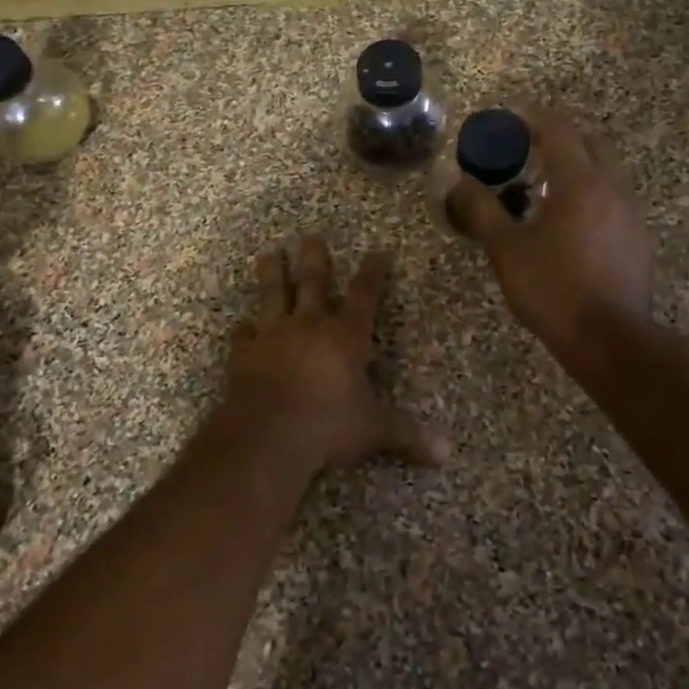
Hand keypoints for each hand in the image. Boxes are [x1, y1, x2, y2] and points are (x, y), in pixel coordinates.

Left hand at [210, 235, 450, 474]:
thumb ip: (408, 436)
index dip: (373, 272)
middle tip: (311, 235)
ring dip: (272, 273)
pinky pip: (242, 335)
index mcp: (345, 335)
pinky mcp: (244, 353)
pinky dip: (243, 330)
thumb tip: (447, 454)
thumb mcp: (374, 430)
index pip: (364, 294)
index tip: (377, 251)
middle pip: (312, 281)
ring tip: (270, 253)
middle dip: (315, 258)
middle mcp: (309, 325)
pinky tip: (241, 325)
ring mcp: (273, 335)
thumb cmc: (329, 425)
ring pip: (273, 294)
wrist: (269, 433)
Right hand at [447, 105, 655, 363]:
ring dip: (574, 167)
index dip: (534, 117)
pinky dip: (587, 195)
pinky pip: (610, 201)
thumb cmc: (552, 287)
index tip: (511, 115)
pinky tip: (566, 223)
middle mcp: (612, 189)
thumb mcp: (505, 248)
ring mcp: (630, 215)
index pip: (560, 130)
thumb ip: (482, 209)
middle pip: (590, 143)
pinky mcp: (637, 241)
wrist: (609, 339)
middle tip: (527, 146)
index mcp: (580, 182)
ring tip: (541, 186)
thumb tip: (459, 181)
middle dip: (559, 137)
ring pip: (604, 173)